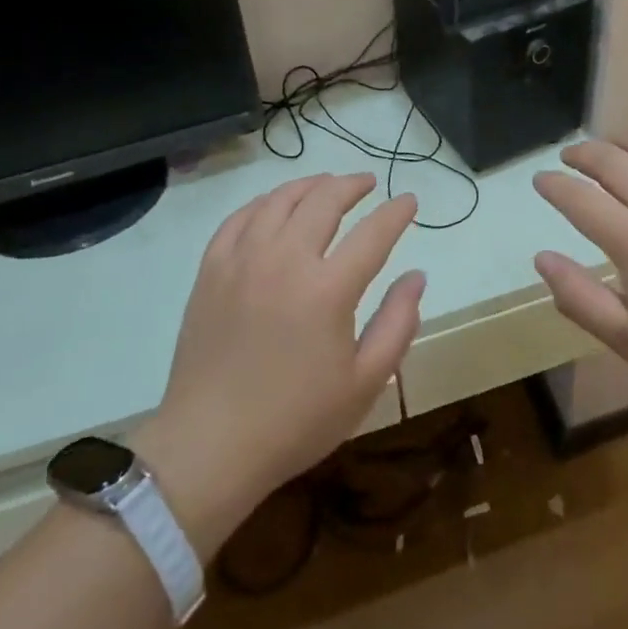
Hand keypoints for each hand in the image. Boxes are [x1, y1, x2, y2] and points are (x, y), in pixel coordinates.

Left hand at [133, 174, 422, 555]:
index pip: (373, 232)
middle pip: (324, 200)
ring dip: (309, 185)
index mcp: (328, 289)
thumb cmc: (297, 420)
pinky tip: (274, 207)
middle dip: (352, 185)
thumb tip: (417, 276)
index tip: (409, 200)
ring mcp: (242, 260)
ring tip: (326, 185)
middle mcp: (285, 260)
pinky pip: (239, 218)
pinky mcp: (211, 270)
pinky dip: (264, 203)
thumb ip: (398, 323)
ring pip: (279, 200)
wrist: (211, 444)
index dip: (396, 212)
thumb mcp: (365, 383)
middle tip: (367, 183)